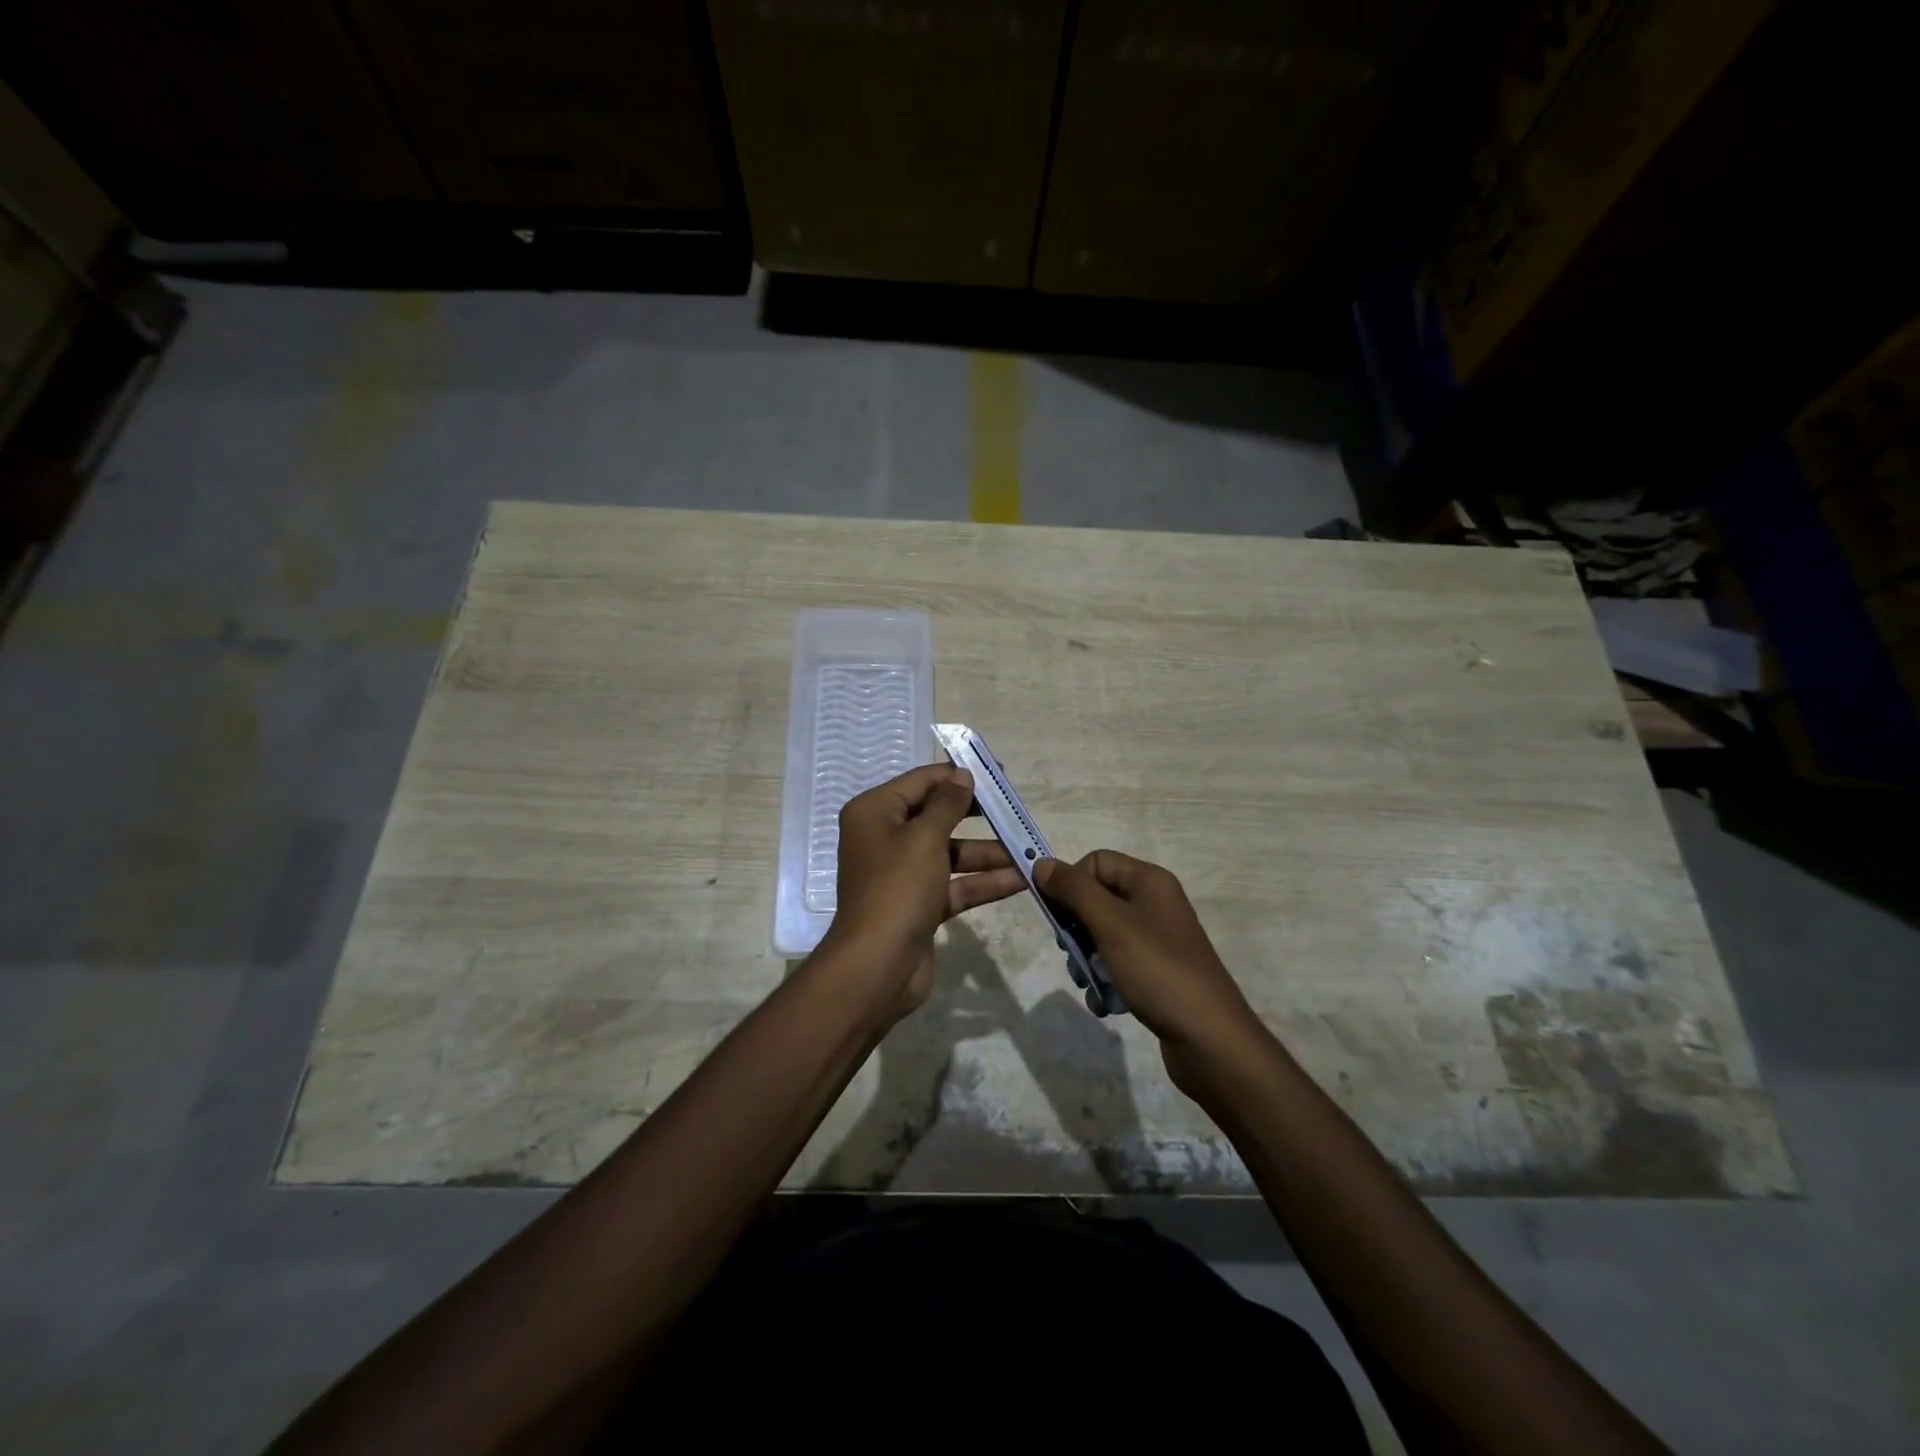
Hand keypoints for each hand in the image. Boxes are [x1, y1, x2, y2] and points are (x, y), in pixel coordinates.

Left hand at [821, 764, 1026, 1017]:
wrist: (877, 966)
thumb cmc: (897, 888)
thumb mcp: (924, 837)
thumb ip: (947, 804)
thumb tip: (961, 776)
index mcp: (875, 813)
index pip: (920, 782)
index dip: (957, 777)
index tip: (996, 776)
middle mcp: (885, 838)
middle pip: (937, 816)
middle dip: (977, 815)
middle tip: (1013, 808)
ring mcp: (903, 873)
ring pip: (950, 853)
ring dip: (988, 853)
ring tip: (1028, 850)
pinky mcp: (919, 904)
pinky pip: (955, 884)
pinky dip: (983, 882)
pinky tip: (1021, 880)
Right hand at [1034, 851, 1265, 1092]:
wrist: (1209, 1039)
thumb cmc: (1157, 971)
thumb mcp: (1111, 925)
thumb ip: (1074, 891)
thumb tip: (1041, 863)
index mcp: (1149, 881)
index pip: (1095, 862)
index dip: (1071, 884)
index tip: (1058, 917)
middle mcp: (1154, 902)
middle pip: (1097, 897)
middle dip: (1076, 926)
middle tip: (1071, 953)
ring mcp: (1157, 938)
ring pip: (1102, 933)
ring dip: (1086, 957)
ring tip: (1087, 982)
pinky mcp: (1156, 970)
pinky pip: (1117, 962)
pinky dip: (1105, 978)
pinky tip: (1105, 1002)